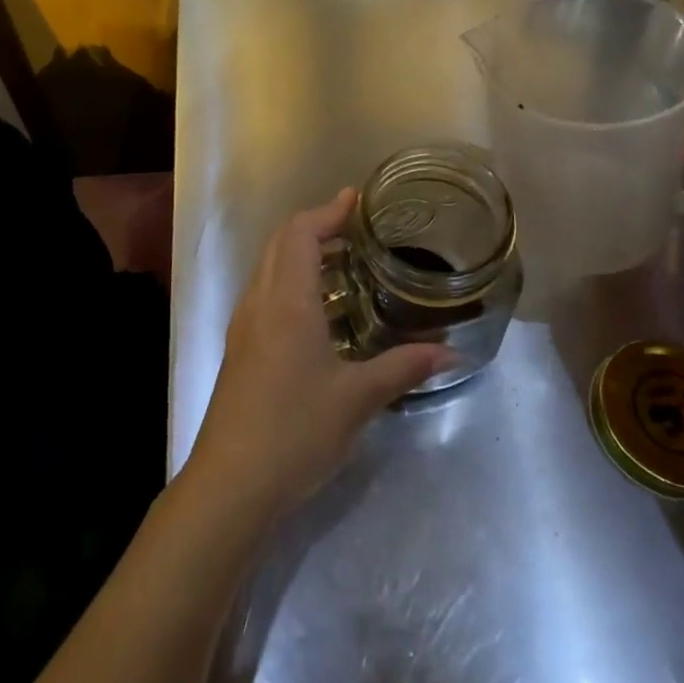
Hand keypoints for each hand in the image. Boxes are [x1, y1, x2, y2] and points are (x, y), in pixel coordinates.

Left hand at [182, 189, 453, 526]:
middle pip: (280, 241)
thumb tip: (452, 353)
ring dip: (299, 250)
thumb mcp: (357, 399)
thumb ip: (403, 368)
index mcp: (287, 300)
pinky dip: (289, 277)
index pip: (301, 233)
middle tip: (354, 227)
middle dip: (315, 224)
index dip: (328, 211)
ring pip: (268, 265)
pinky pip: (264, 290)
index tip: (356, 199)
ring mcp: (244, 324)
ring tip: (341, 260)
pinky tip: (316, 308)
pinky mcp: (239, 347)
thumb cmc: (295, 431)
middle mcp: (260, 300)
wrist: (231, 483)